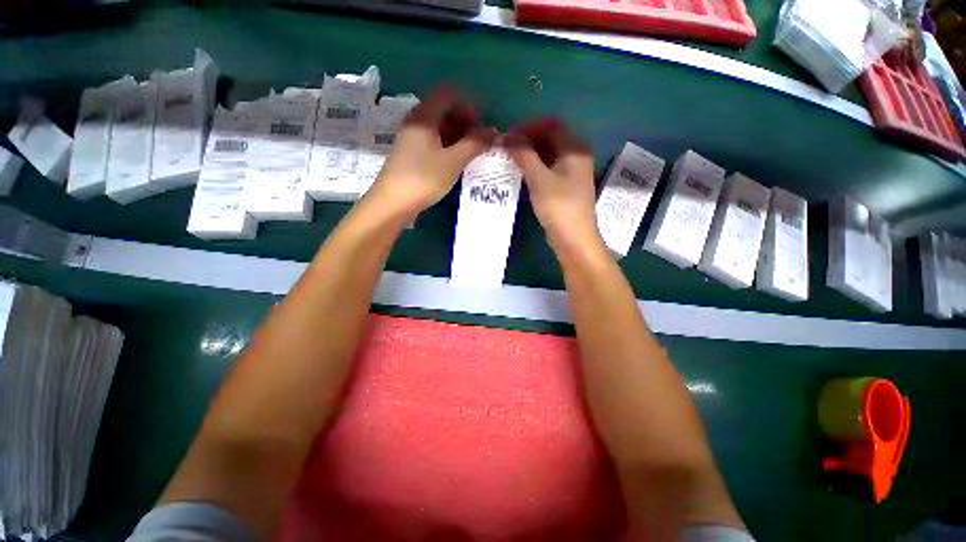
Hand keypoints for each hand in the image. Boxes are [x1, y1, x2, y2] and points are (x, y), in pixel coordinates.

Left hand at [366, 86, 496, 217]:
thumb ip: (475, 144)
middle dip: (464, 123)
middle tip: (478, 143)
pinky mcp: (411, 154)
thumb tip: (493, 131)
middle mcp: (416, 122)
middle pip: (444, 110)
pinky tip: (455, 162)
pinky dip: (447, 146)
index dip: (468, 107)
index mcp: (424, 116)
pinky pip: (433, 141)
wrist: (393, 203)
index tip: (480, 128)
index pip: (449, 96)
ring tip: (470, 154)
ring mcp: (412, 138)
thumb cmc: (424, 178)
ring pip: (439, 127)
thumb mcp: (453, 161)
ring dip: (457, 136)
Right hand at [505, 118, 601, 252]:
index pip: (550, 125)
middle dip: (527, 141)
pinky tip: (521, 173)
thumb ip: (524, 155)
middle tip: (505, 149)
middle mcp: (576, 156)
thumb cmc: (559, 206)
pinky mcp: (566, 186)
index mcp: (575, 149)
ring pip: (548, 155)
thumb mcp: (539, 179)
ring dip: (530, 155)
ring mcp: (572, 172)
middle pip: (550, 138)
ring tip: (509, 160)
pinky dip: (535, 167)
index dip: (527, 127)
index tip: (507, 137)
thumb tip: (506, 136)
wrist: (574, 239)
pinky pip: (549, 169)